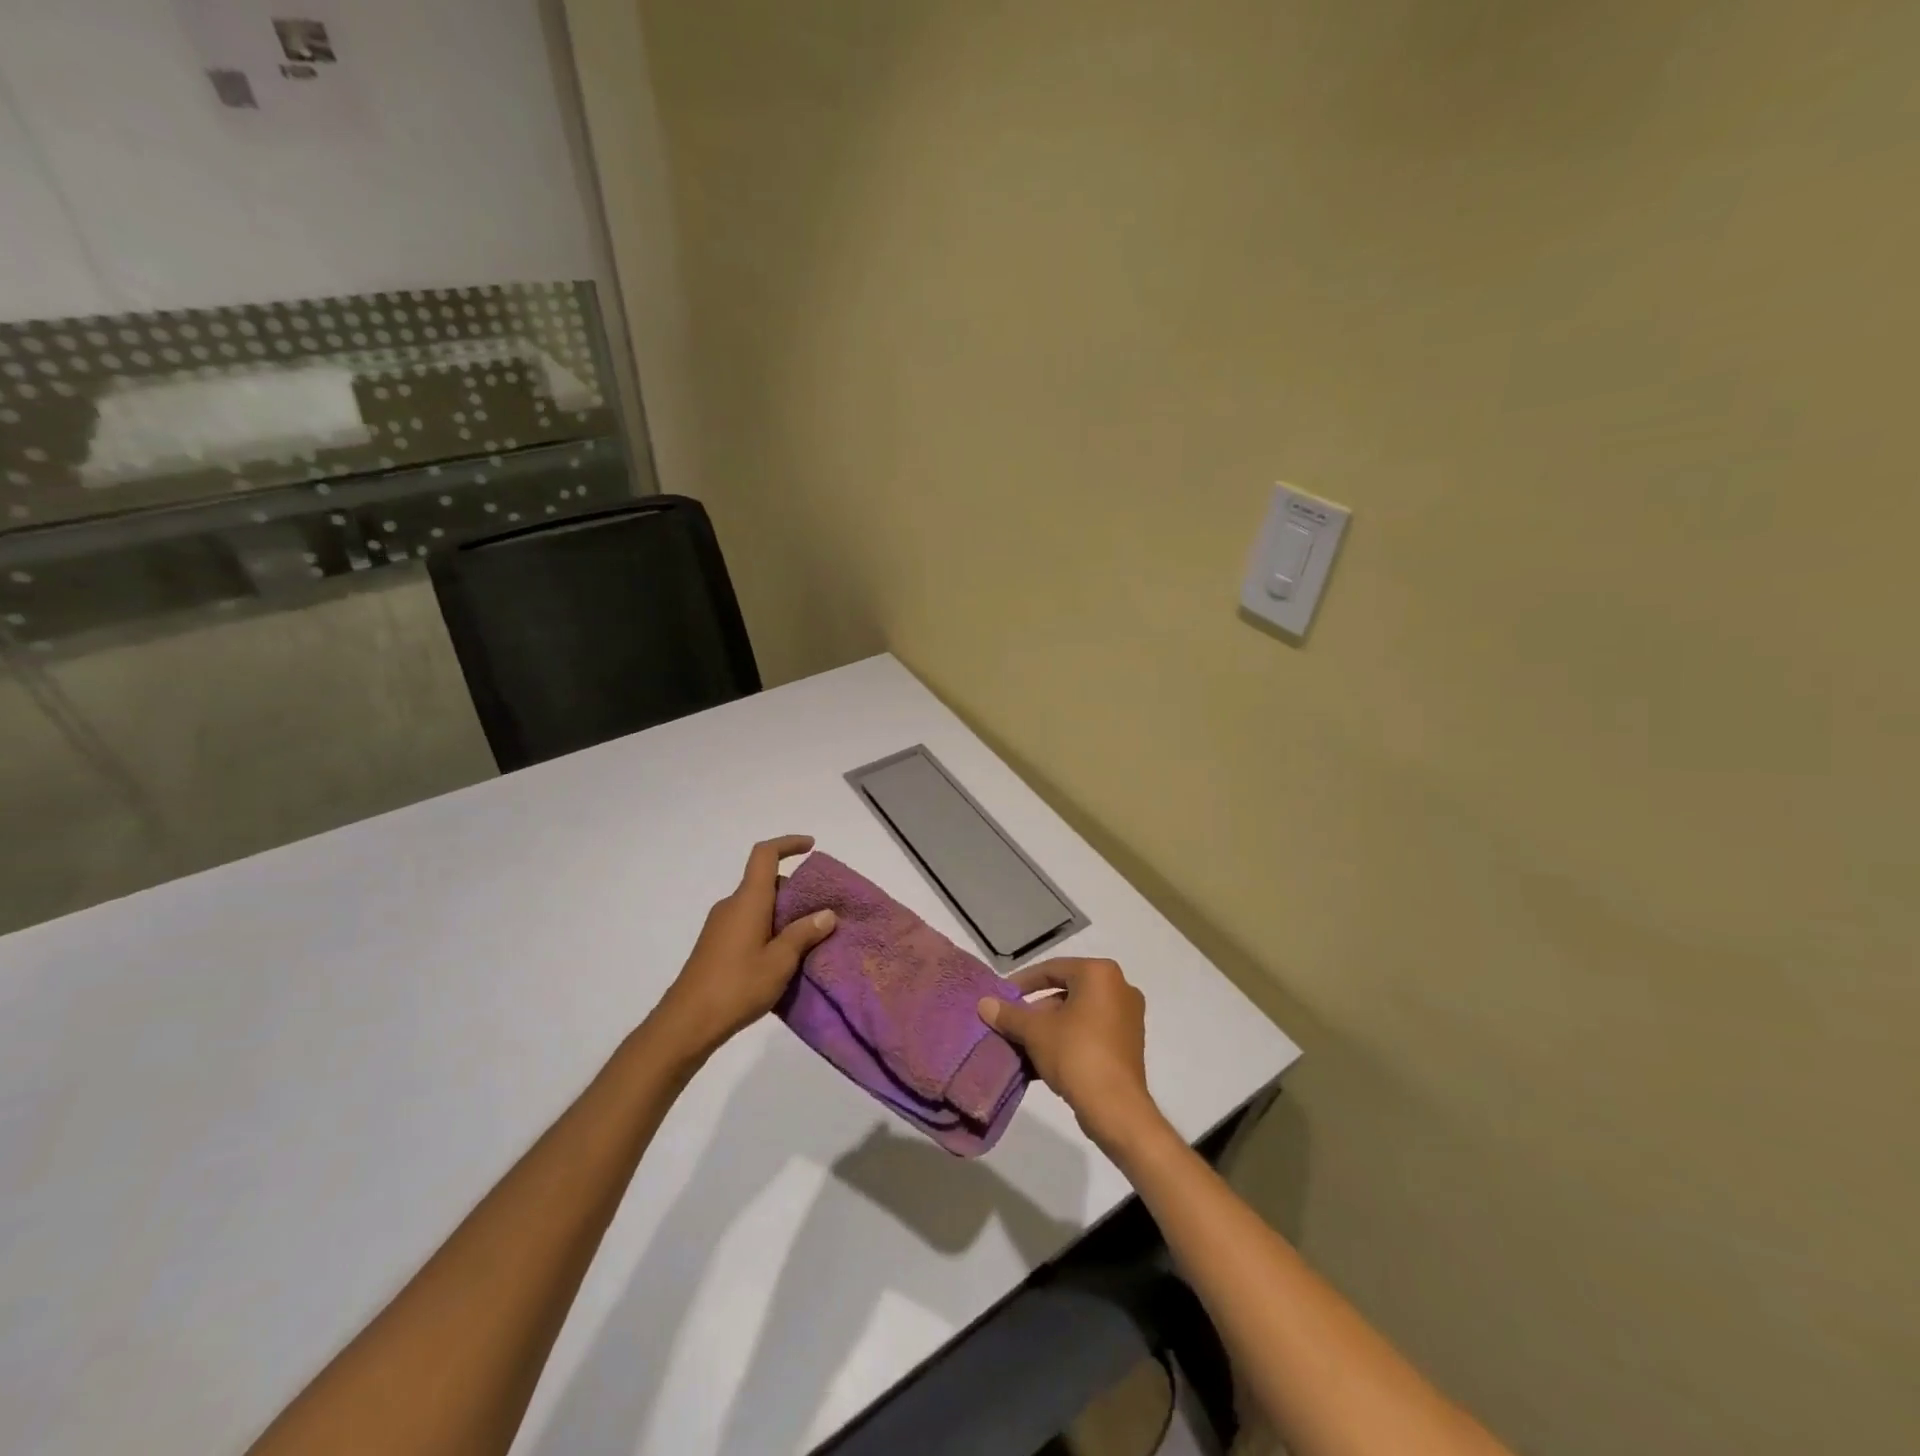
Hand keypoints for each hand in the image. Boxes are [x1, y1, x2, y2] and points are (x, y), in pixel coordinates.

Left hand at [653, 836, 836, 1062]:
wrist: (686, 1024)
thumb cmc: (736, 987)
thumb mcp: (780, 962)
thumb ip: (804, 934)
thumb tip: (826, 914)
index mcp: (748, 901)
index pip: (765, 855)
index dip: (788, 844)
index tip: (811, 847)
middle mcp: (732, 906)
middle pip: (765, 882)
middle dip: (794, 890)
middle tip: (820, 911)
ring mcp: (720, 926)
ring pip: (757, 905)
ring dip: (782, 913)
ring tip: (808, 938)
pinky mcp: (716, 946)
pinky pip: (748, 923)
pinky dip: (768, 928)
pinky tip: (782, 957)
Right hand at [978, 958, 1168, 1156]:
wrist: (1116, 1108)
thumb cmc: (1076, 1055)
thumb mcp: (1035, 1032)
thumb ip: (1009, 1015)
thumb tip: (984, 1004)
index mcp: (1099, 974)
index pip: (1053, 969)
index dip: (1023, 982)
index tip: (1003, 995)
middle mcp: (1119, 987)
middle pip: (1067, 991)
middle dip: (1037, 1009)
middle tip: (1013, 1023)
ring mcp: (1128, 1017)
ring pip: (1078, 1014)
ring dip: (1050, 1027)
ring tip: (1023, 1044)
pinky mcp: (1129, 1043)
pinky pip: (1091, 1032)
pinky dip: (1068, 1039)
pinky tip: (1044, 1059)